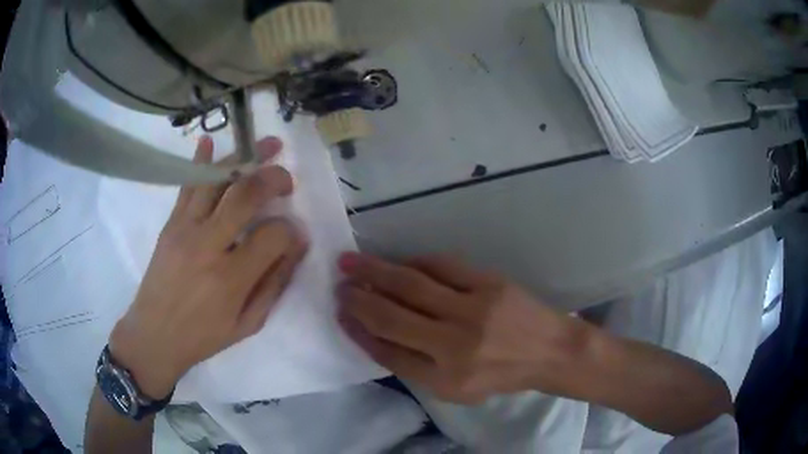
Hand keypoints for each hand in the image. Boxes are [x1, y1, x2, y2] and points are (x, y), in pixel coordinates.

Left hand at [109, 136, 307, 397]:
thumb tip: (297, 245)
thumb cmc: (203, 336)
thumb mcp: (248, 324)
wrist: (154, 335)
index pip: (273, 236)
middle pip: (246, 195)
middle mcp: (208, 245)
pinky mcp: (171, 223)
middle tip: (287, 180)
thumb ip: (275, 284)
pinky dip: (199, 160)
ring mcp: (185, 229)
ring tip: (266, 144)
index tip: (295, 235)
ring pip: (218, 180)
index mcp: (231, 278)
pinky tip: (209, 141)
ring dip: (245, 157)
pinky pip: (187, 185)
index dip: (292, 231)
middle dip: (274, 179)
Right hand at [336, 253, 591, 403]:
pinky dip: (414, 262)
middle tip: (338, 284)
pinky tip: (400, 263)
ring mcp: (474, 309)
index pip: (387, 351)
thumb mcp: (455, 390)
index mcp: (445, 378)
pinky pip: (441, 266)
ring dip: (376, 271)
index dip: (358, 331)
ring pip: (411, 285)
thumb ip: (413, 366)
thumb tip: (372, 334)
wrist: (549, 350)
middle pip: (392, 315)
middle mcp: (455, 344)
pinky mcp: (489, 283)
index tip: (340, 314)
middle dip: (358, 298)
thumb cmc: (500, 375)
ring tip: (351, 262)